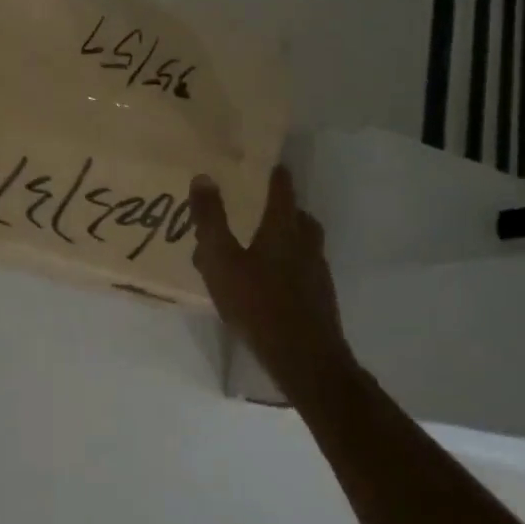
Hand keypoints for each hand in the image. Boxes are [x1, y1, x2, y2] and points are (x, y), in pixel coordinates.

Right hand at [188, 167, 354, 394]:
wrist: (305, 359)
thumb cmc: (257, 303)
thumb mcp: (221, 260)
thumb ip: (211, 220)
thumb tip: (204, 177)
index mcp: (283, 229)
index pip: (283, 190)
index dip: (276, 176)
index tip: (271, 165)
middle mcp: (306, 243)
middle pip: (300, 217)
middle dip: (285, 208)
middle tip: (264, 207)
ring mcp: (317, 272)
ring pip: (305, 244)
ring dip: (289, 237)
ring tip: (263, 246)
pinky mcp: (320, 297)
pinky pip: (305, 269)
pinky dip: (290, 265)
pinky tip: (272, 282)